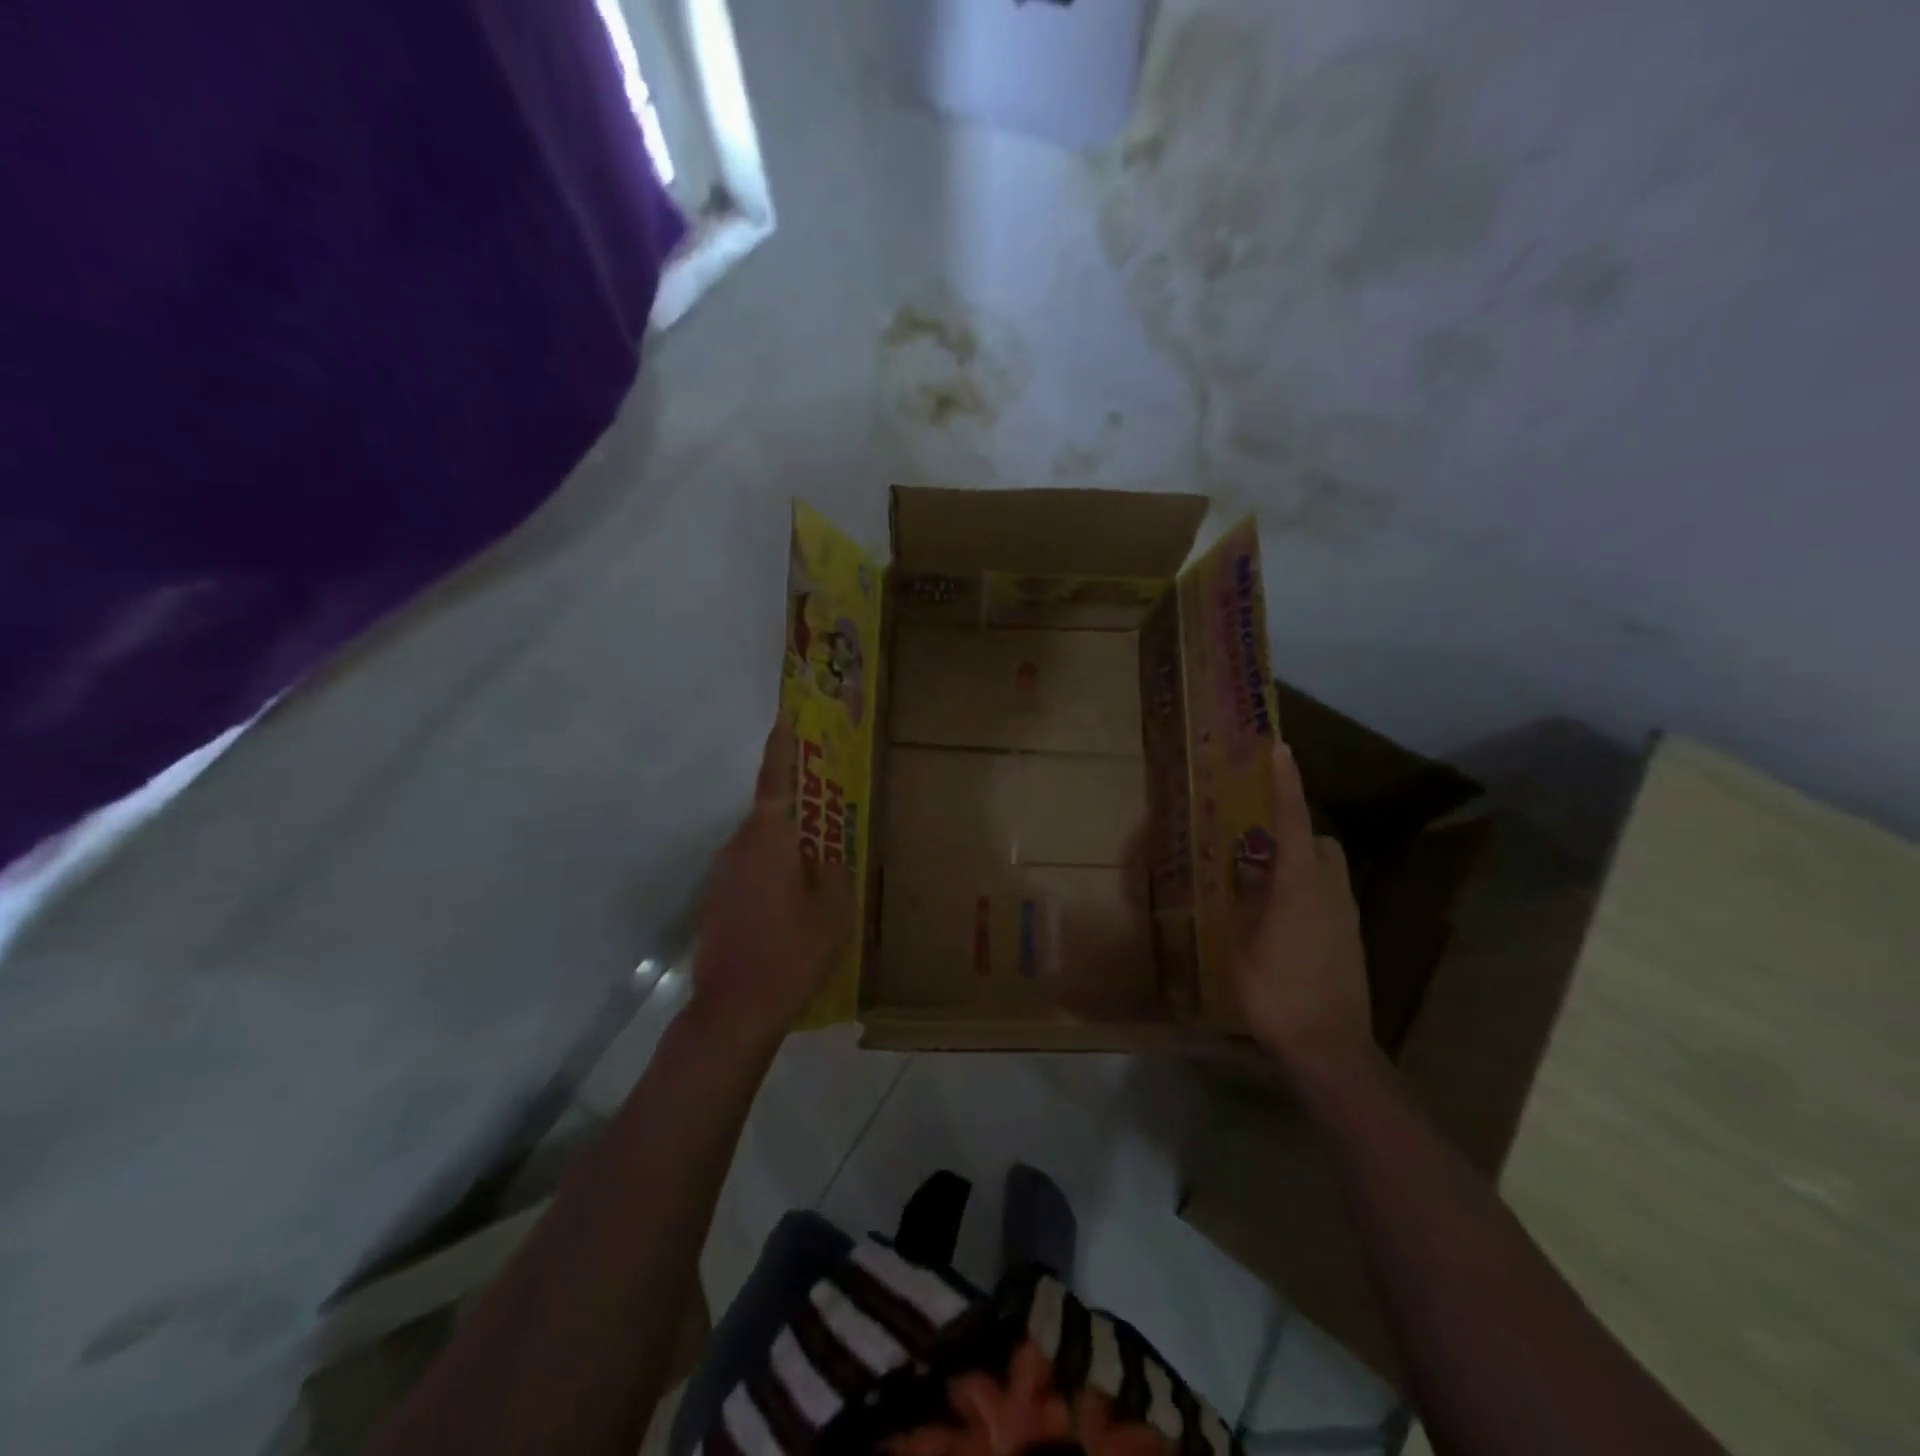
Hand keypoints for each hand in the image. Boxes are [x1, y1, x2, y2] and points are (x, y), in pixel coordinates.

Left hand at [688, 717, 854, 1047]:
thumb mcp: (833, 912)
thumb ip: (834, 874)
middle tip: (826, 814)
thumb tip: (825, 858)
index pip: (776, 781)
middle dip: (796, 811)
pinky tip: (790, 906)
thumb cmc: (791, 954)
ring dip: (784, 849)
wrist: (732, 1010)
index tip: (785, 718)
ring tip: (815, 870)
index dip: (782, 748)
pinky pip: (748, 872)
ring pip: (758, 847)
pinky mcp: (714, 903)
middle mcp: (737, 848)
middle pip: (768, 815)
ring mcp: (720, 877)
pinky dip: (770, 875)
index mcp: (769, 840)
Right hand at [1231, 740, 1375, 1080]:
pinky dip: (1307, 891)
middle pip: (1319, 842)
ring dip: (1302, 862)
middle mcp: (1330, 891)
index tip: (1280, 748)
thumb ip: (1240, 900)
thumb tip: (1238, 867)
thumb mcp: (1239, 944)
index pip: (1295, 820)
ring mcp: (1346, 916)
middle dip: (1295, 830)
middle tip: (1258, 842)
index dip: (1287, 783)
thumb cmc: (1276, 992)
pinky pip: (1329, 896)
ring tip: (1264, 882)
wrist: (1331, 1049)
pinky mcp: (1351, 939)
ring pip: (1327, 870)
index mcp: (1299, 885)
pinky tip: (1281, 919)